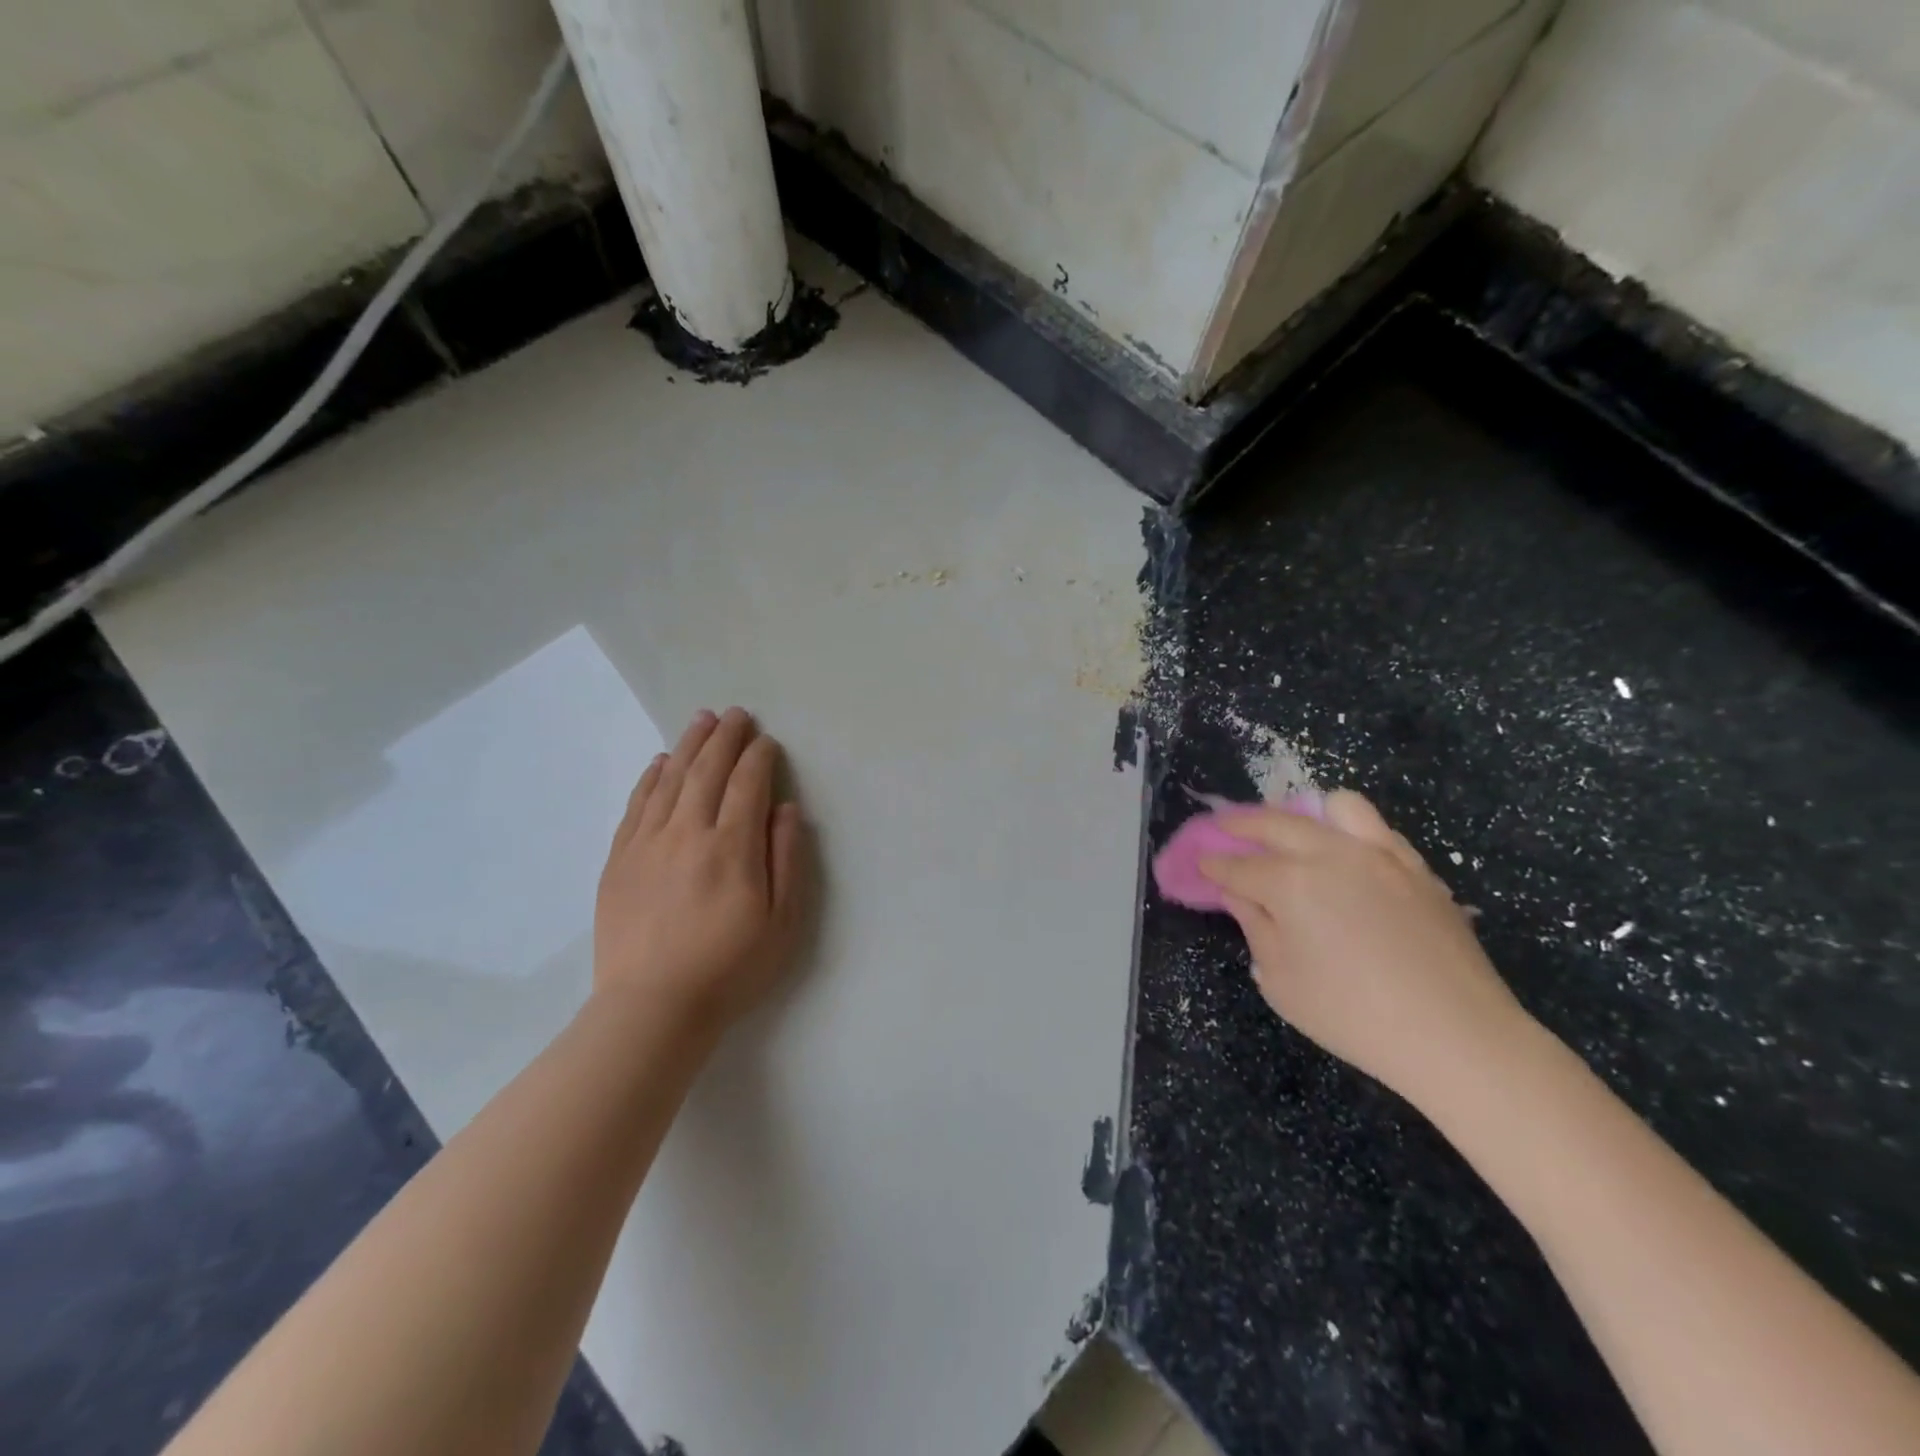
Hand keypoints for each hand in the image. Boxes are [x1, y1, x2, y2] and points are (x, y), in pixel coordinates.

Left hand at [594, 708, 811, 1032]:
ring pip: (671, 779)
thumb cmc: (730, 967)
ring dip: (690, 745)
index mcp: (732, 847)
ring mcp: (648, 843)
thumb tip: (786, 809)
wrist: (653, 1007)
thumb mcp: (783, 922)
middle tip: (736, 714)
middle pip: (708, 771)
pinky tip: (660, 761)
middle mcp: (688, 833)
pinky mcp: (620, 859)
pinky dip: (651, 777)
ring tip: (702, 720)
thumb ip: (787, 859)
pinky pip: (636, 805)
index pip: (747, 785)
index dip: (760, 758)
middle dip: (726, 738)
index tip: (767, 742)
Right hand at [1199, 791, 1527, 1109]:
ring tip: (1294, 832)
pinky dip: (1351, 831)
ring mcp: (1380, 855)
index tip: (1200, 863)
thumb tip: (1240, 895)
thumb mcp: (1282, 981)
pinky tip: (1345, 856)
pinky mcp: (1416, 868)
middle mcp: (1331, 854)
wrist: (1457, 1036)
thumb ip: (1256, 928)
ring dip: (1305, 813)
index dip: (1214, 864)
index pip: (1238, 865)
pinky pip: (1378, 829)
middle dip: (1242, 823)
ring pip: (1336, 806)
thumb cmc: (1354, 1016)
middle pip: (1276, 822)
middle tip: (1225, 830)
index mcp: (1291, 883)